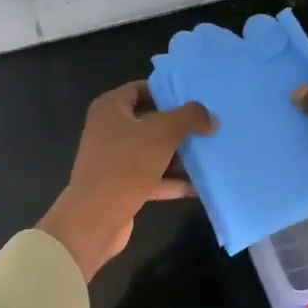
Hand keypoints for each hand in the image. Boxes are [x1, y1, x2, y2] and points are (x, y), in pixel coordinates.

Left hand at [38, 82, 216, 279]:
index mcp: (110, 109)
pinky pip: (153, 177)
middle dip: (180, 126)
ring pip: (154, 151)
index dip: (168, 92)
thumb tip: (211, 118)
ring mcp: (116, 160)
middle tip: (210, 127)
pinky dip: (173, 181)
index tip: (197, 99)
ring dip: (180, 156)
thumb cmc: (125, 166)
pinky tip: (199, 185)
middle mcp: (110, 130)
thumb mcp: (161, 134)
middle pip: (151, 122)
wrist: (95, 218)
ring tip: (212, 154)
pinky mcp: (123, 186)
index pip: (142, 89)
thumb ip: (189, 119)